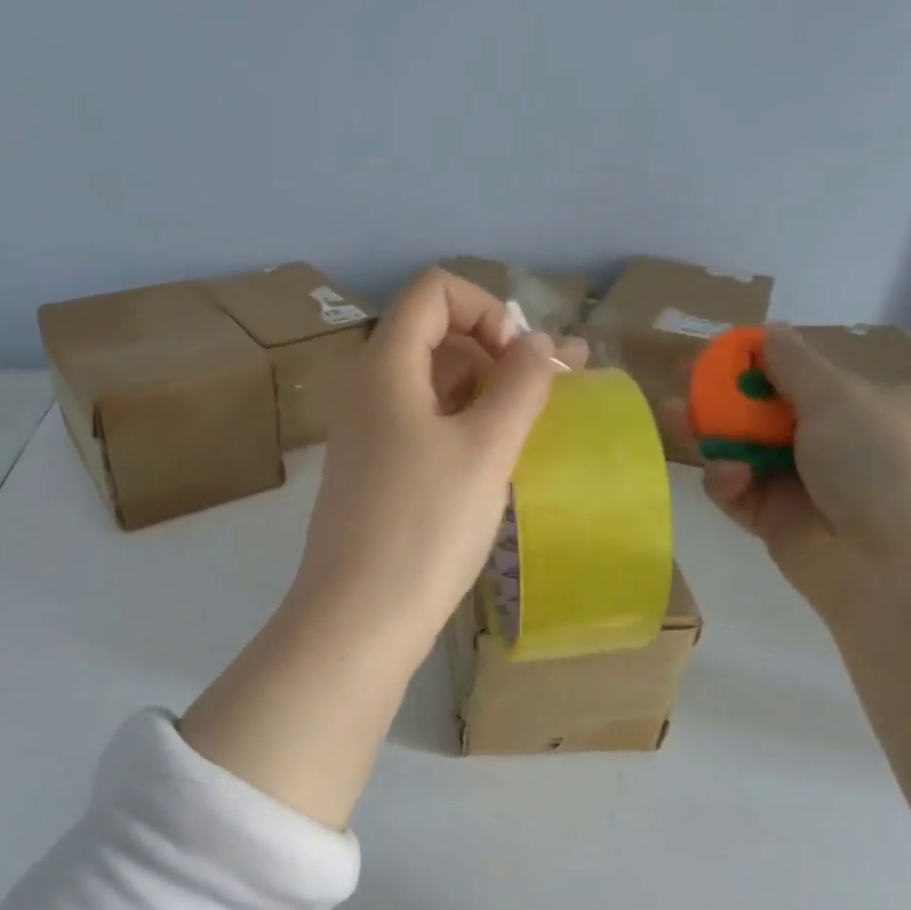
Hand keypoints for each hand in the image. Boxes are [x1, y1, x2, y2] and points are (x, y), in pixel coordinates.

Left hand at [288, 267, 585, 667]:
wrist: (358, 618)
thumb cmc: (425, 526)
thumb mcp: (486, 448)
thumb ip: (522, 384)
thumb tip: (543, 343)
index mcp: (384, 367)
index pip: (434, 291)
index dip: (488, 308)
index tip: (523, 361)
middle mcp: (367, 391)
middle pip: (434, 336)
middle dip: (497, 351)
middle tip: (552, 391)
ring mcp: (366, 436)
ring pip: (431, 387)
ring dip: (485, 393)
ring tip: (533, 428)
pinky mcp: (373, 476)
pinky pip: (421, 428)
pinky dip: (462, 429)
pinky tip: (494, 463)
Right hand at [659, 324, 910, 623]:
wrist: (897, 565)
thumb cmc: (880, 463)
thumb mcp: (840, 398)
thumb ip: (792, 364)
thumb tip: (768, 331)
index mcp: (871, 407)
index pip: (806, 379)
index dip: (758, 366)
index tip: (717, 358)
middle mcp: (840, 445)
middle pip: (767, 416)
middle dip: (724, 401)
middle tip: (680, 387)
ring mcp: (807, 488)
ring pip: (746, 454)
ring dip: (714, 437)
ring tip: (675, 418)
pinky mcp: (778, 524)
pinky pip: (741, 494)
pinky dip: (729, 482)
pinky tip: (729, 479)